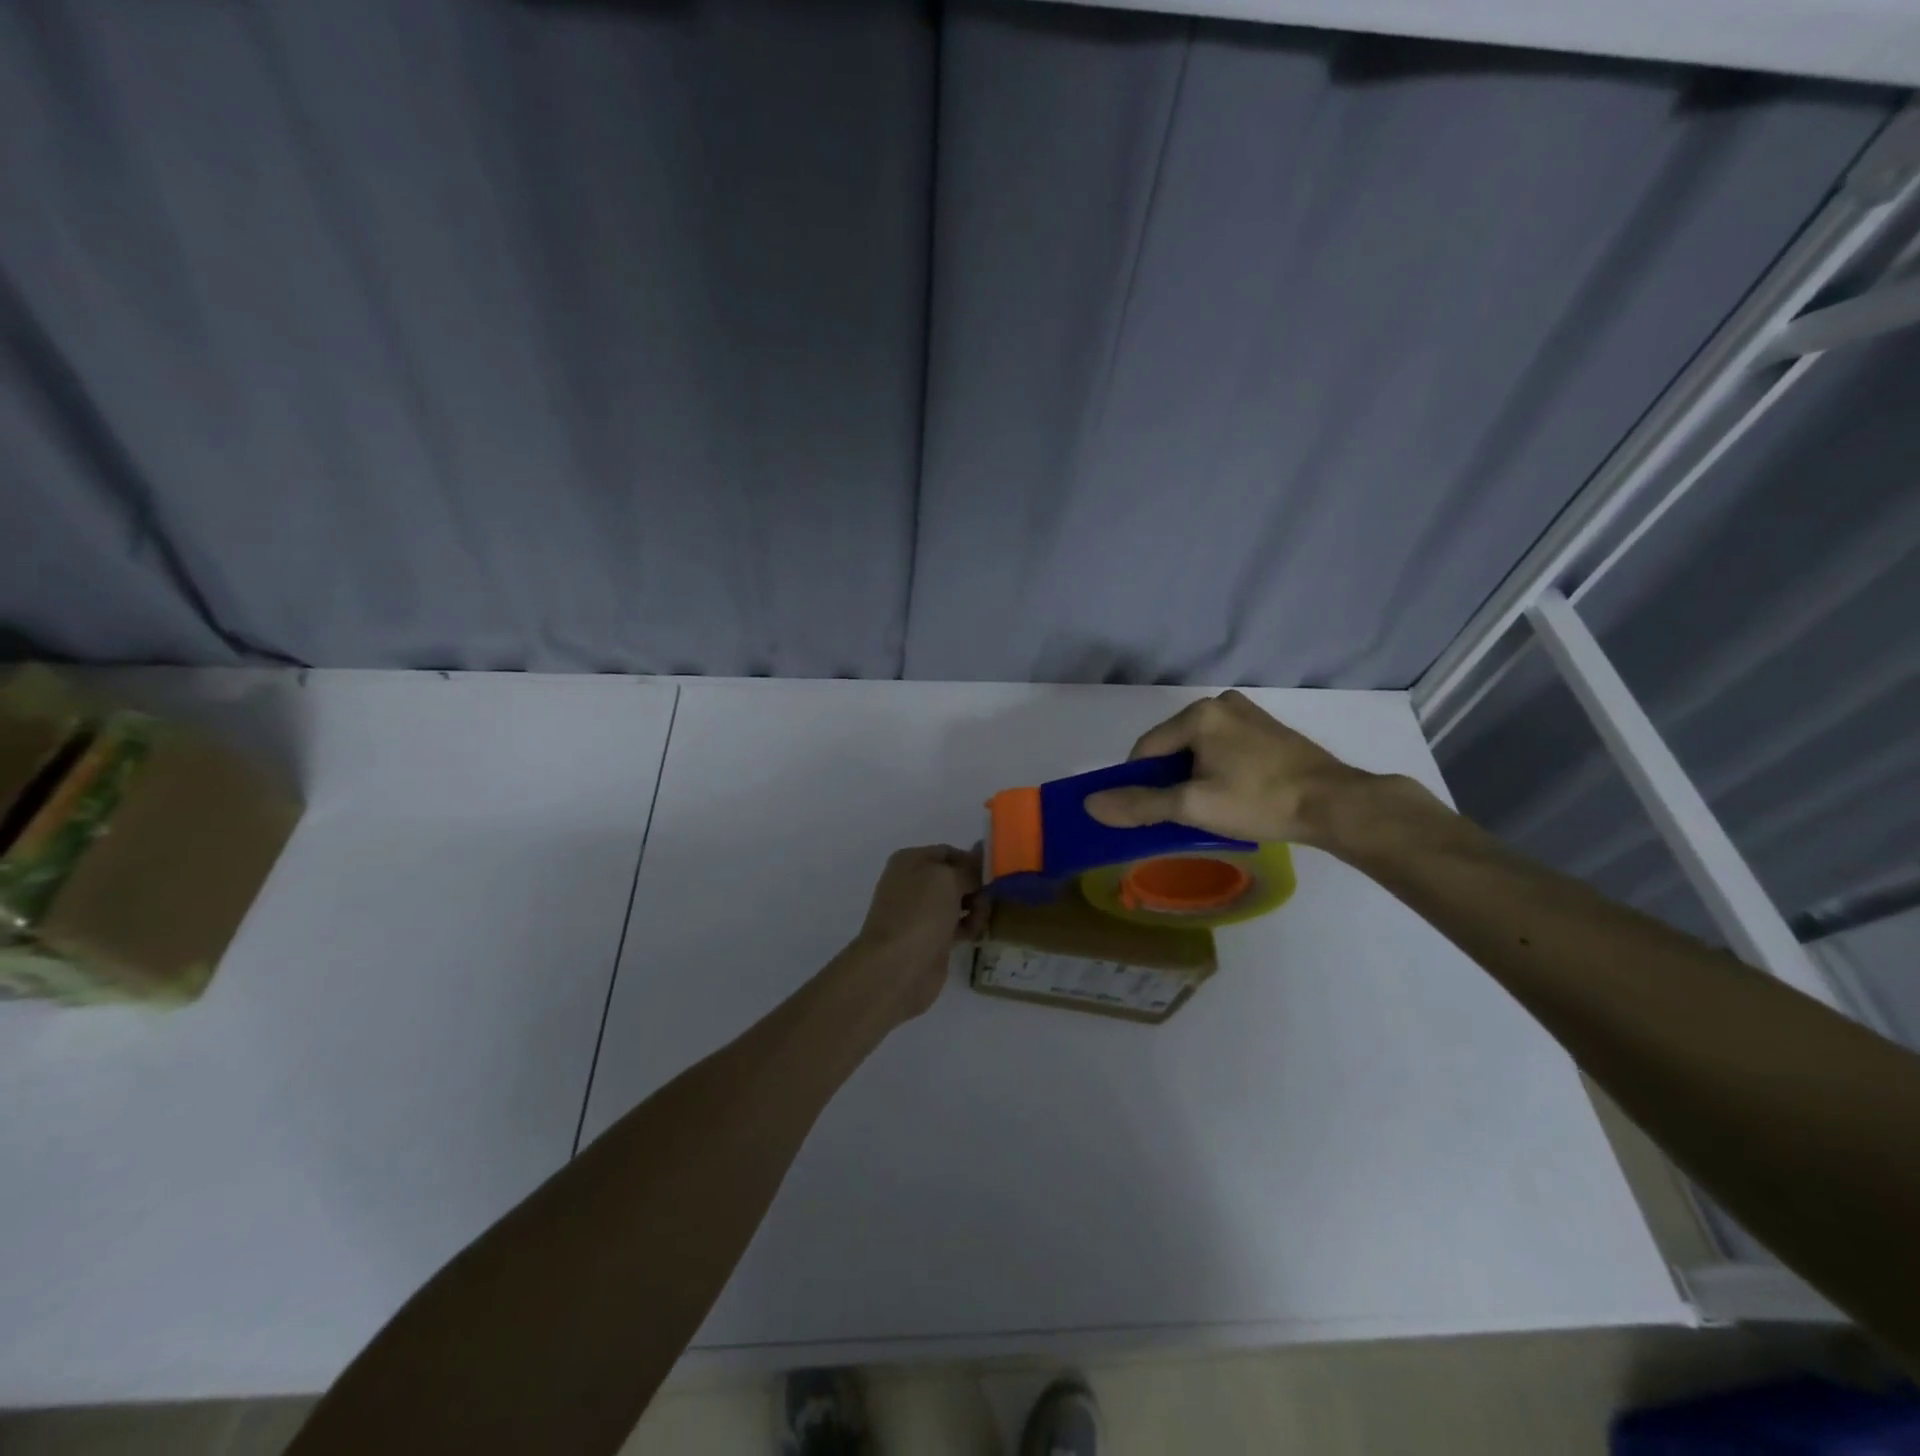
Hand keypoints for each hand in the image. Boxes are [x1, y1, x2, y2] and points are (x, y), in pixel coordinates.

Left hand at [849, 845, 985, 1023]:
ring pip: (958, 902)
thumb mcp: (948, 879)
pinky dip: (969, 926)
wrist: (897, 967)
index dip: (973, 859)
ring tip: (981, 918)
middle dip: (976, 885)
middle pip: (955, 878)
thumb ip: (969, 869)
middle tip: (995, 895)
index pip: (948, 852)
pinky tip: (976, 933)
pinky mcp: (931, 938)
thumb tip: (981, 861)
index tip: (997, 871)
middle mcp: (913, 883)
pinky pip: (957, 925)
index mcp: (910, 861)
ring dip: (976, 907)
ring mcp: (921, 913)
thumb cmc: (920, 913)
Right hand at [1082, 690, 1372, 848]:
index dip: (1140, 784)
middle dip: (1170, 779)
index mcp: (1198, 714)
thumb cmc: (1259, 801)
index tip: (1151, 814)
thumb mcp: (1193, 806)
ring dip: (1194, 776)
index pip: (1146, 750)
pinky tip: (1234, 794)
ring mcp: (1248, 714)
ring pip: (1199, 748)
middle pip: (1173, 747)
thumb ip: (1141, 804)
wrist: (1335, 804)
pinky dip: (1218, 768)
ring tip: (1210, 808)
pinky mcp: (1268, 729)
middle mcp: (1220, 704)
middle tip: (1184, 814)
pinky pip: (1225, 747)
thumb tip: (1091, 805)